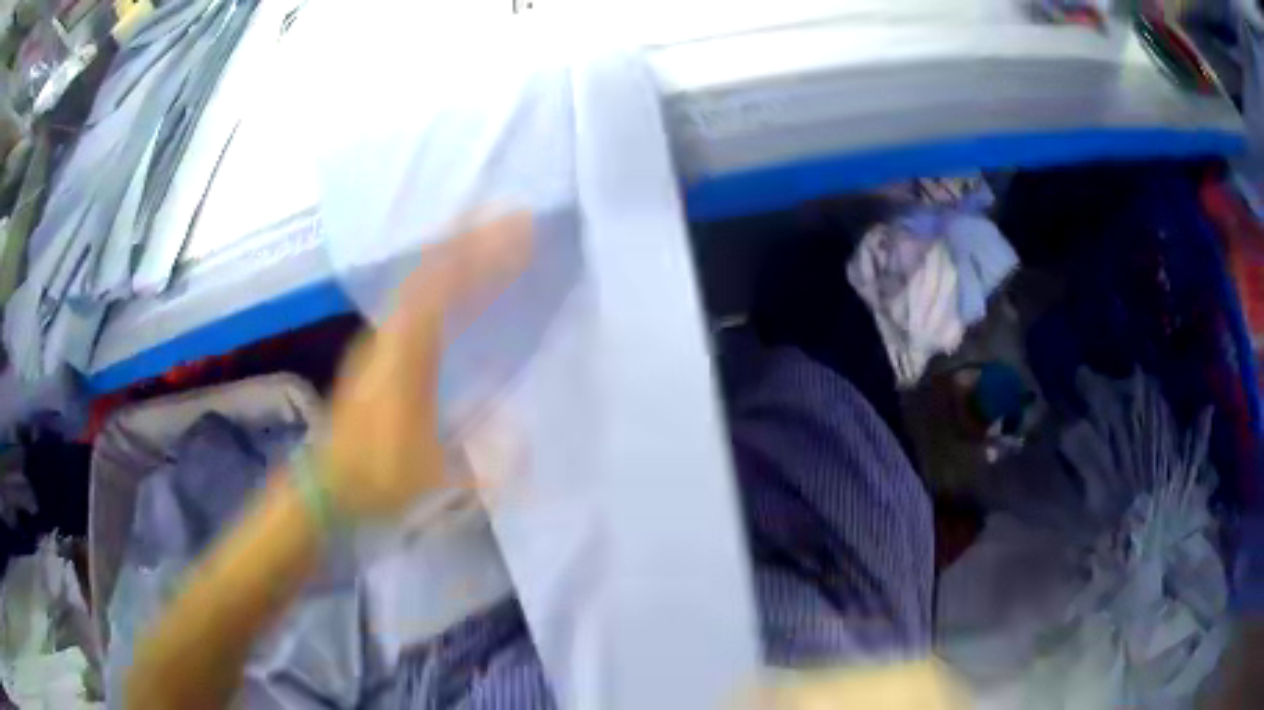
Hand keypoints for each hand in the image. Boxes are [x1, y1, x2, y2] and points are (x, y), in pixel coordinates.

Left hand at [321, 213, 533, 518]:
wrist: (327, 482)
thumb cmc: (377, 475)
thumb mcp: (432, 475)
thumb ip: (481, 461)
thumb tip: (521, 435)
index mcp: (405, 355)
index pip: (442, 286)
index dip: (478, 255)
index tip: (515, 233)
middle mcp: (391, 334)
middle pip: (431, 270)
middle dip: (473, 242)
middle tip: (514, 224)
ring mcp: (382, 339)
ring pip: (421, 281)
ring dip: (457, 256)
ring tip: (493, 242)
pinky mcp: (380, 350)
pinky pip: (415, 299)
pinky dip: (442, 280)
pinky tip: (460, 284)